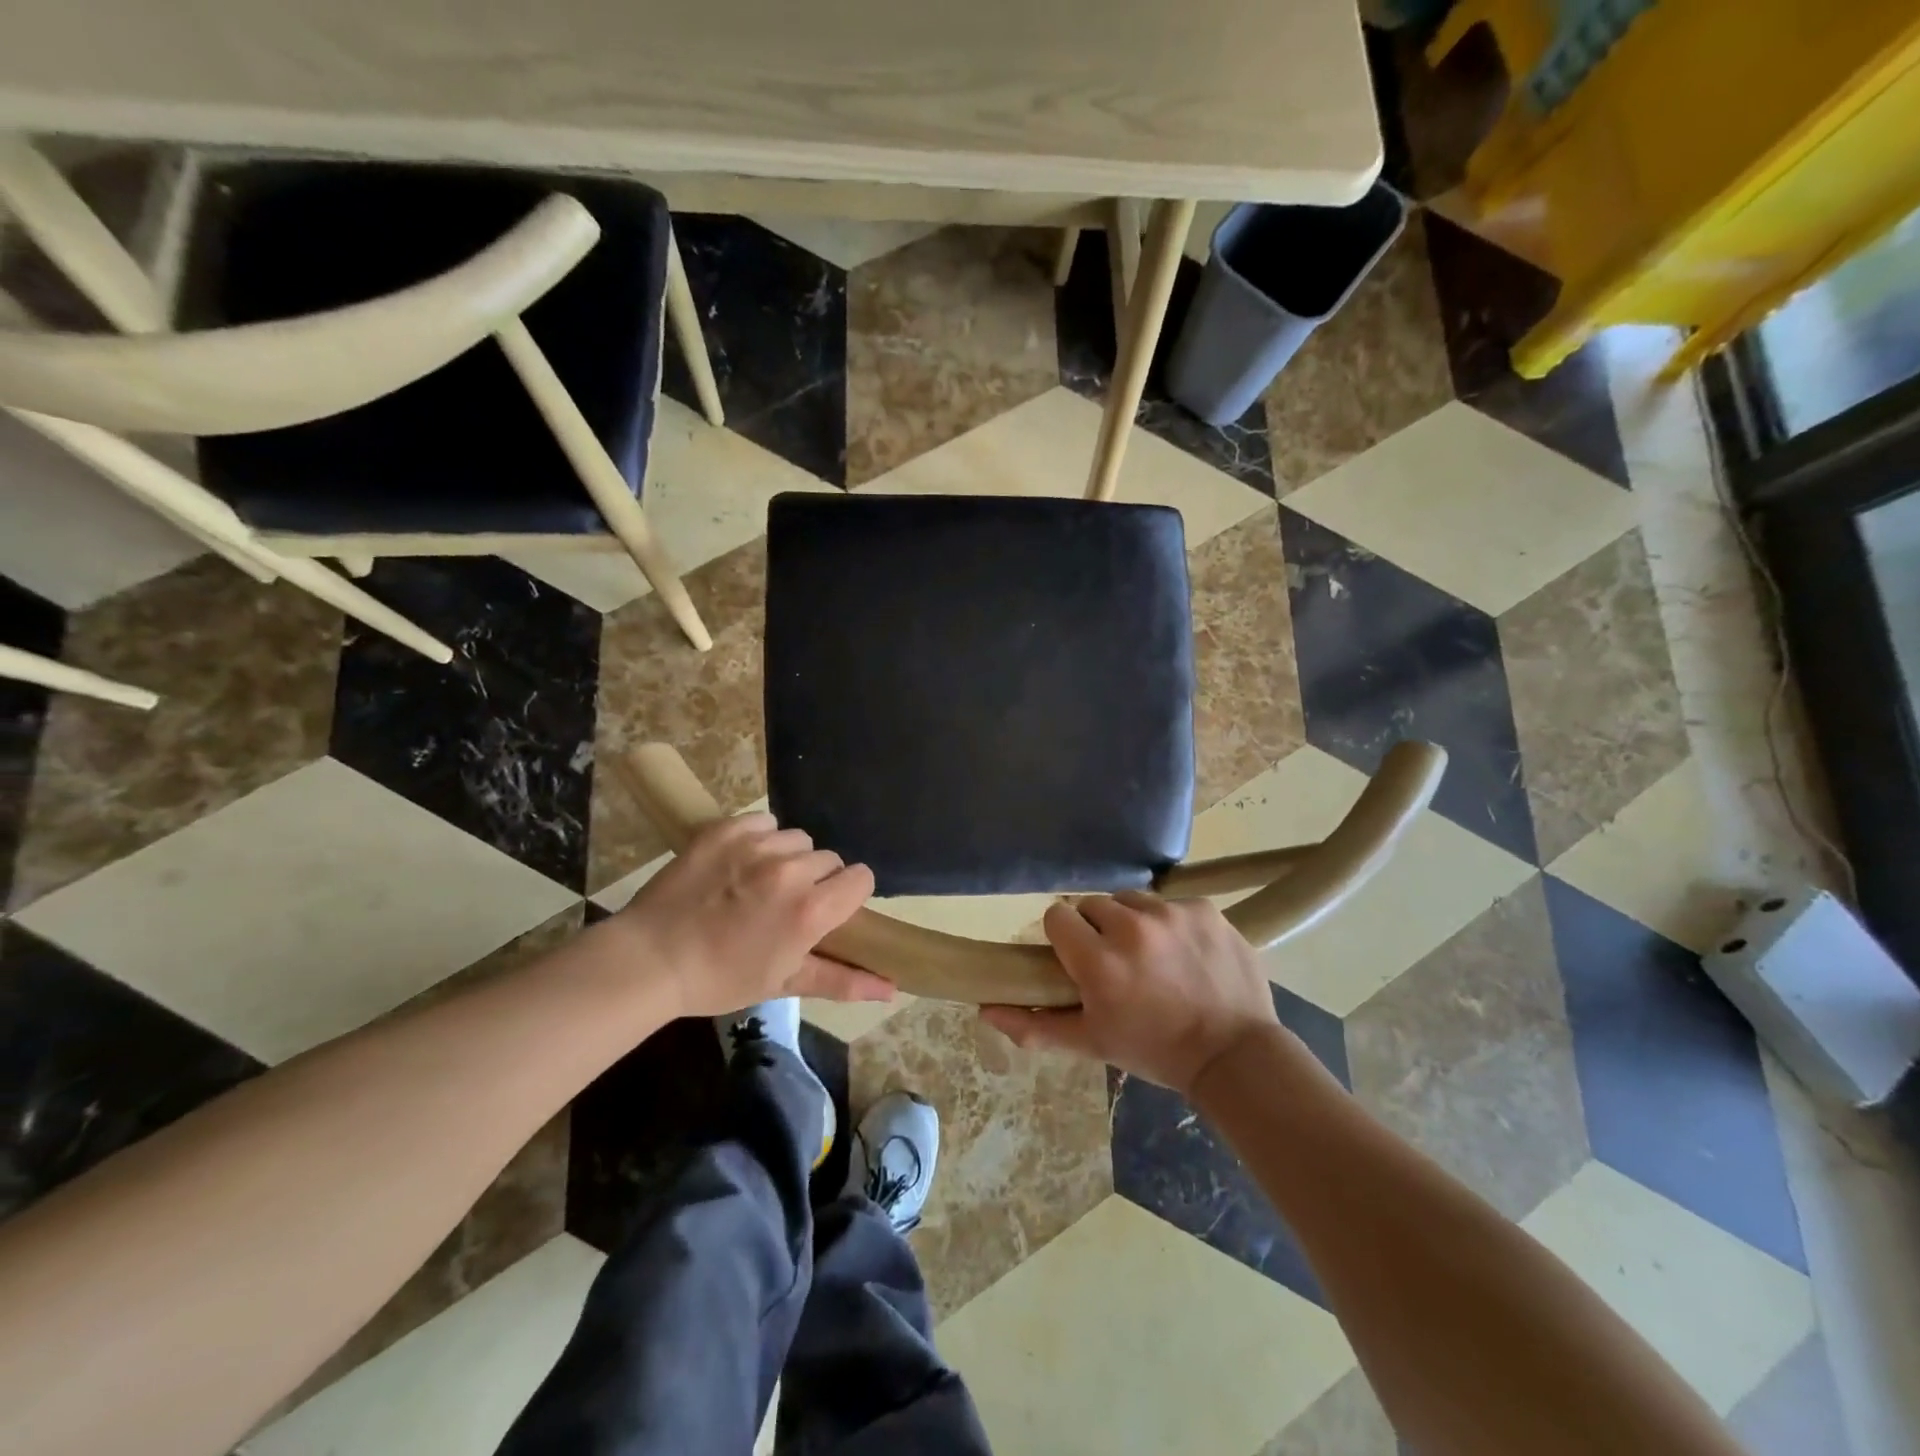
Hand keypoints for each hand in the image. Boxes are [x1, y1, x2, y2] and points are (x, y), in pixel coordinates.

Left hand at [609, 813, 888, 1017]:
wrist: (651, 958)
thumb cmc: (721, 978)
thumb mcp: (784, 983)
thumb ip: (843, 980)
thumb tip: (892, 989)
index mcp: (810, 910)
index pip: (861, 878)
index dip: (848, 894)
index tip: (827, 910)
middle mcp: (791, 871)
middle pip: (829, 859)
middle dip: (816, 879)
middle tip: (785, 905)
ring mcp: (757, 845)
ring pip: (797, 839)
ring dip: (788, 857)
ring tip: (759, 882)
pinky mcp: (727, 829)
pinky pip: (764, 822)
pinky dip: (759, 838)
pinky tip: (739, 863)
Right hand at [982, 891, 1279, 1094]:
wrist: (1235, 1055)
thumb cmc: (1154, 1050)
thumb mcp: (1091, 1043)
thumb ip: (1035, 1024)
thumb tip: (985, 1010)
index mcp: (1099, 962)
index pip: (1057, 916)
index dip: (1064, 937)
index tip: (1078, 959)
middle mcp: (1132, 928)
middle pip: (1092, 904)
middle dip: (1097, 929)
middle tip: (1116, 961)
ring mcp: (1172, 913)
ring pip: (1131, 900)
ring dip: (1133, 921)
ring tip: (1151, 955)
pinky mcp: (1204, 907)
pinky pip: (1170, 902)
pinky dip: (1171, 922)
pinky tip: (1184, 951)